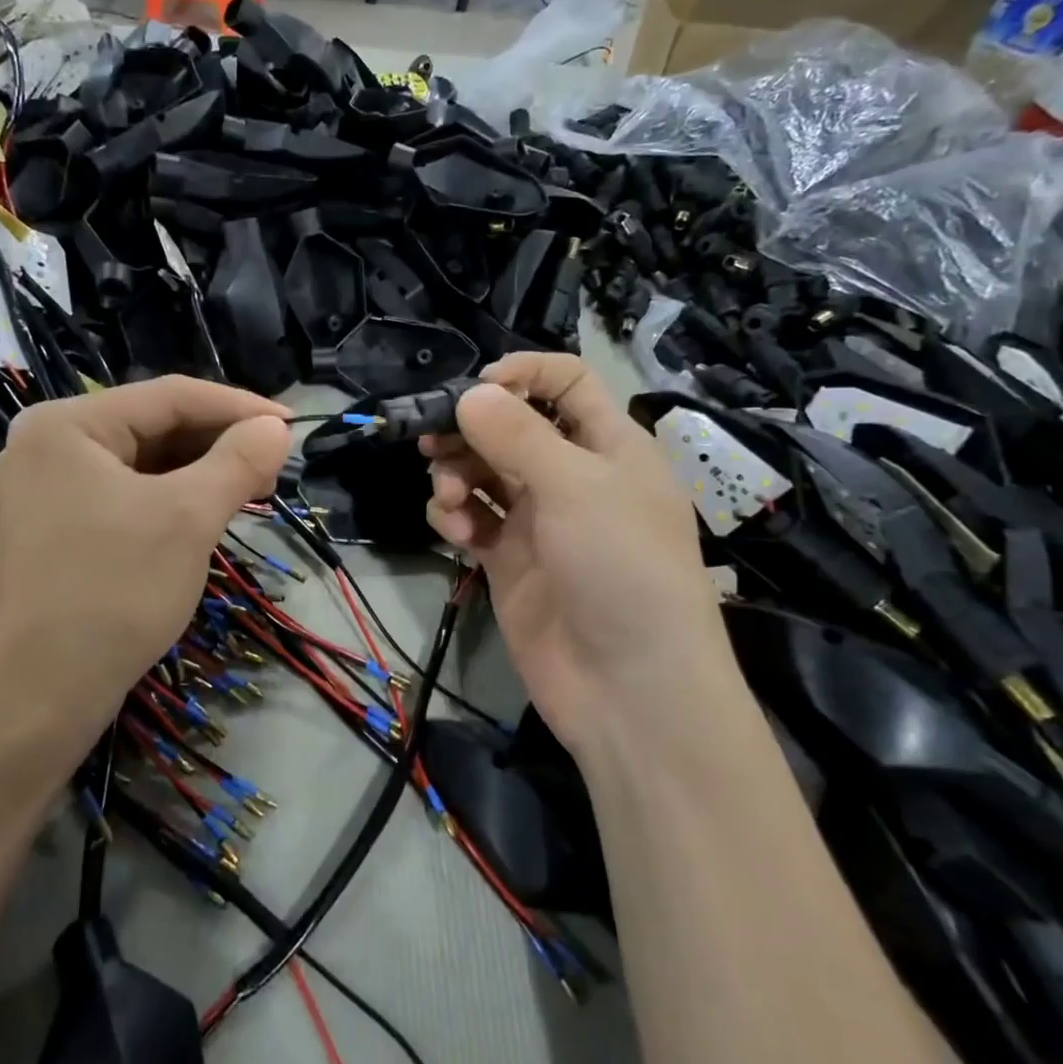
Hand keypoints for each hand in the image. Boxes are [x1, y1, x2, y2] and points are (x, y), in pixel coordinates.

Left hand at [0, 377, 290, 753]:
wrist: (43, 695)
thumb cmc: (115, 592)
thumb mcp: (188, 518)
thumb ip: (238, 461)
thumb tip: (277, 428)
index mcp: (66, 424)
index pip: (169, 396)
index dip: (238, 406)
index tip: (291, 425)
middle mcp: (49, 443)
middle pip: (154, 425)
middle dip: (219, 441)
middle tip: (276, 461)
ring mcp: (49, 486)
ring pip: (144, 460)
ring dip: (201, 470)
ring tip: (254, 484)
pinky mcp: (58, 523)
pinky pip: (128, 491)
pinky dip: (173, 496)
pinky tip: (211, 507)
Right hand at [421, 355, 735, 760]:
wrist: (629, 689)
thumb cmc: (620, 567)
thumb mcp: (575, 487)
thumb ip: (517, 435)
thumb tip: (470, 393)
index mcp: (609, 446)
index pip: (567, 383)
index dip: (524, 373)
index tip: (476, 387)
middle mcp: (573, 476)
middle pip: (512, 427)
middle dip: (471, 430)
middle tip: (433, 442)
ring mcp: (539, 521)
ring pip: (484, 472)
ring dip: (457, 473)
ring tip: (450, 496)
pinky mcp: (509, 561)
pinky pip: (472, 518)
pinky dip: (455, 515)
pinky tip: (454, 529)